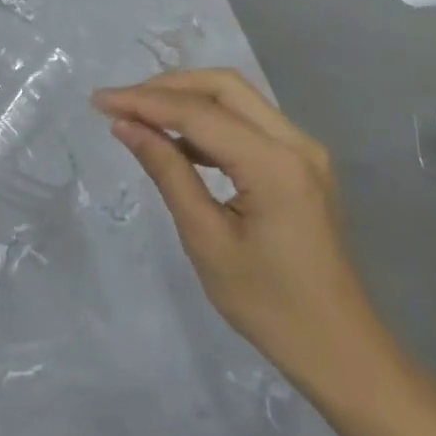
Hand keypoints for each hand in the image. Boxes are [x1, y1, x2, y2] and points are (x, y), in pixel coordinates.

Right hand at [93, 69, 380, 380]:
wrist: (337, 349)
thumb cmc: (267, 304)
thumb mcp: (206, 239)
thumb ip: (167, 172)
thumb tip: (126, 126)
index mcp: (274, 164)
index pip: (199, 113)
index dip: (144, 101)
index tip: (98, 100)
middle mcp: (296, 143)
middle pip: (224, 87)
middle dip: (167, 87)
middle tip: (121, 103)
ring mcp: (304, 151)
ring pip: (238, 100)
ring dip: (188, 100)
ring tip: (139, 117)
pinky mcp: (301, 165)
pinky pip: (250, 125)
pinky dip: (210, 123)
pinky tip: (178, 143)